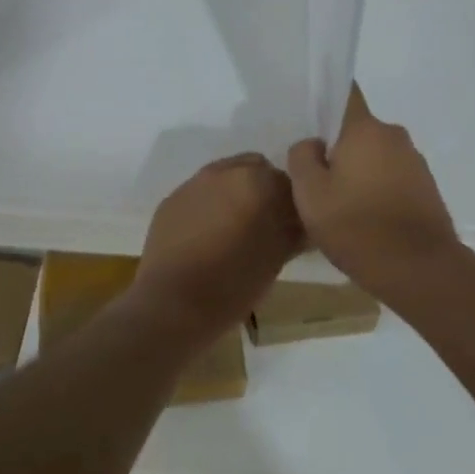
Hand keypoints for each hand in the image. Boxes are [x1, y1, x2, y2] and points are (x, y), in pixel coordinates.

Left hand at [132, 152, 302, 342]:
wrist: (172, 304)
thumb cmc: (233, 283)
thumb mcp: (276, 258)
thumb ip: (293, 230)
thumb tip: (302, 222)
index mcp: (255, 181)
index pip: (288, 182)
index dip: (294, 205)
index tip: (292, 227)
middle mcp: (223, 172)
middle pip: (256, 169)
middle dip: (264, 191)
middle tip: (266, 226)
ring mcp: (193, 183)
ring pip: (225, 178)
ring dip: (236, 195)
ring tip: (235, 231)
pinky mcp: (171, 200)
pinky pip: (200, 194)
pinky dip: (210, 206)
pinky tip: (207, 237)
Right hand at [287, 86, 458, 289]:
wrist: (421, 270)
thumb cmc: (357, 227)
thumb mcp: (310, 194)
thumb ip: (302, 158)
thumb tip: (312, 144)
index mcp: (365, 129)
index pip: (346, 92)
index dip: (326, 99)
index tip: (310, 118)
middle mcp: (394, 136)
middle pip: (357, 130)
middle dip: (338, 147)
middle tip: (316, 176)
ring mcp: (415, 162)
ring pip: (376, 155)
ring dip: (359, 171)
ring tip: (340, 205)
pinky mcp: (427, 188)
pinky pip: (392, 177)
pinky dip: (377, 189)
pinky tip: (365, 219)